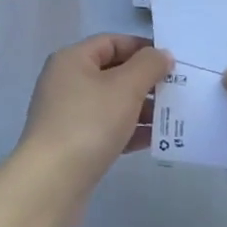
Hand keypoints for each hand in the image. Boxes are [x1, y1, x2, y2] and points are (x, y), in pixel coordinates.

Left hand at [12, 34, 171, 222]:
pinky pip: (106, 129)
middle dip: (144, 80)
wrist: (51, 184)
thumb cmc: (89, 124)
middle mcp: (66, 82)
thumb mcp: (125, 88)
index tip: (170, 61)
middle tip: (176, 89)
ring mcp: (67, 114)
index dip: (142, 47)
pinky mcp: (72, 144)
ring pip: (111, 102)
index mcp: (72, 60)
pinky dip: (128, 130)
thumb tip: (161, 54)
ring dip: (141, 107)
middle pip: (112, 72)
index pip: (111, 42)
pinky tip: (154, 140)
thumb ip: (148, 66)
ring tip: (171, 116)